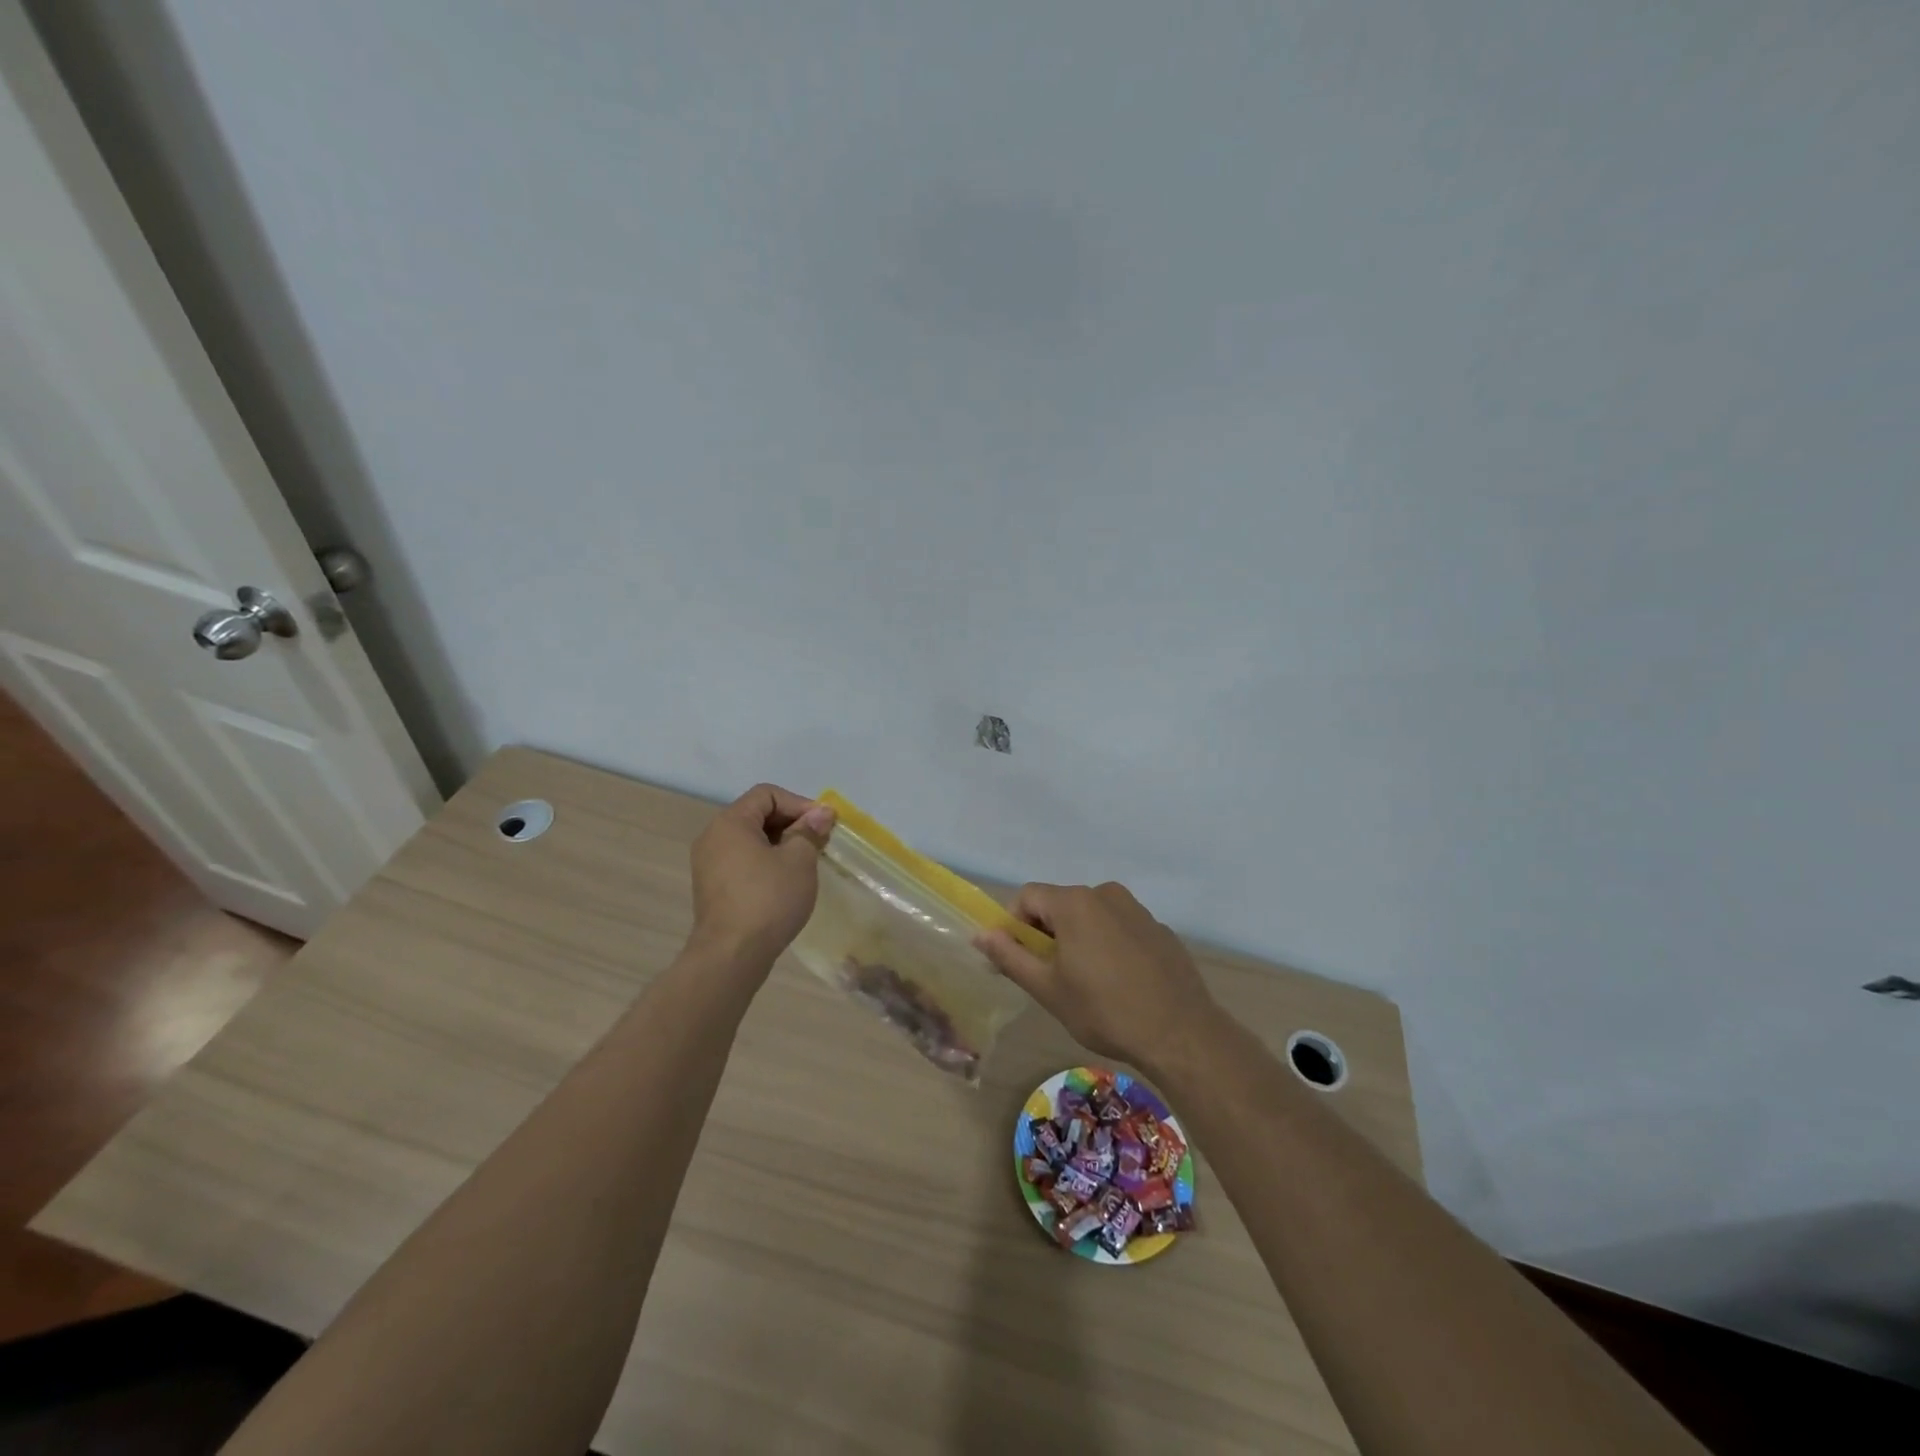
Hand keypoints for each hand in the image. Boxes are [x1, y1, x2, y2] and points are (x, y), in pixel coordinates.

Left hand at [690, 784, 834, 968]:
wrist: (731, 956)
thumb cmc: (768, 899)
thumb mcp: (799, 860)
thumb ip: (809, 831)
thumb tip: (821, 813)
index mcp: (730, 822)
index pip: (767, 794)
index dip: (799, 803)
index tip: (823, 824)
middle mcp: (713, 837)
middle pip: (757, 815)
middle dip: (792, 823)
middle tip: (819, 842)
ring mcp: (709, 864)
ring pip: (751, 840)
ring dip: (781, 845)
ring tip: (806, 862)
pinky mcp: (713, 888)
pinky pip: (743, 861)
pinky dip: (766, 863)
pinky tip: (786, 882)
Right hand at [974, 882, 1219, 1071]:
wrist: (1180, 1033)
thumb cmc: (1104, 1010)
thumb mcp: (1048, 989)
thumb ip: (1010, 957)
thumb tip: (981, 934)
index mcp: (1074, 903)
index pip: (1027, 897)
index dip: (1014, 926)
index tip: (1020, 961)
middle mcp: (1105, 894)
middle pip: (1059, 904)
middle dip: (1046, 934)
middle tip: (1051, 977)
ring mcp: (1136, 909)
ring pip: (1090, 916)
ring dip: (1078, 939)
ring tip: (1086, 983)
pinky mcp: (1158, 928)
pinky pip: (1119, 927)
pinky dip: (1109, 945)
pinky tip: (1120, 983)